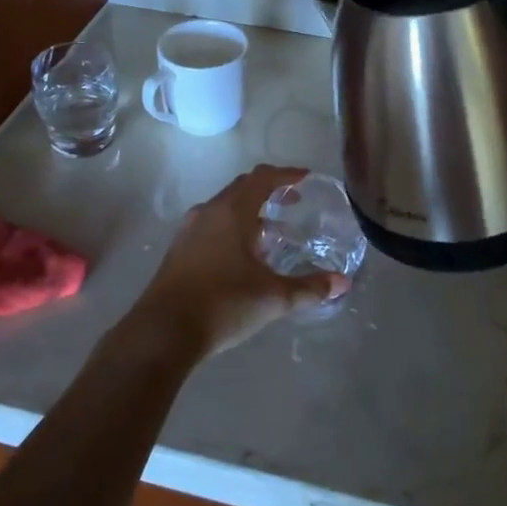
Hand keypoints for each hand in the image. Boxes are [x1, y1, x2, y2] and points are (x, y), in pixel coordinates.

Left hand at [125, 165, 349, 359]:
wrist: (164, 330)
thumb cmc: (223, 304)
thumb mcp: (273, 298)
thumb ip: (309, 288)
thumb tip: (342, 283)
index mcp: (233, 211)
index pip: (263, 177)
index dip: (286, 175)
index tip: (305, 178)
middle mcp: (209, 211)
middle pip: (242, 187)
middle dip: (269, 190)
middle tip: (293, 202)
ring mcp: (190, 229)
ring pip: (225, 206)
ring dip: (249, 209)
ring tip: (271, 230)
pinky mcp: (179, 248)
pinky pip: (211, 223)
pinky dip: (232, 225)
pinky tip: (242, 254)